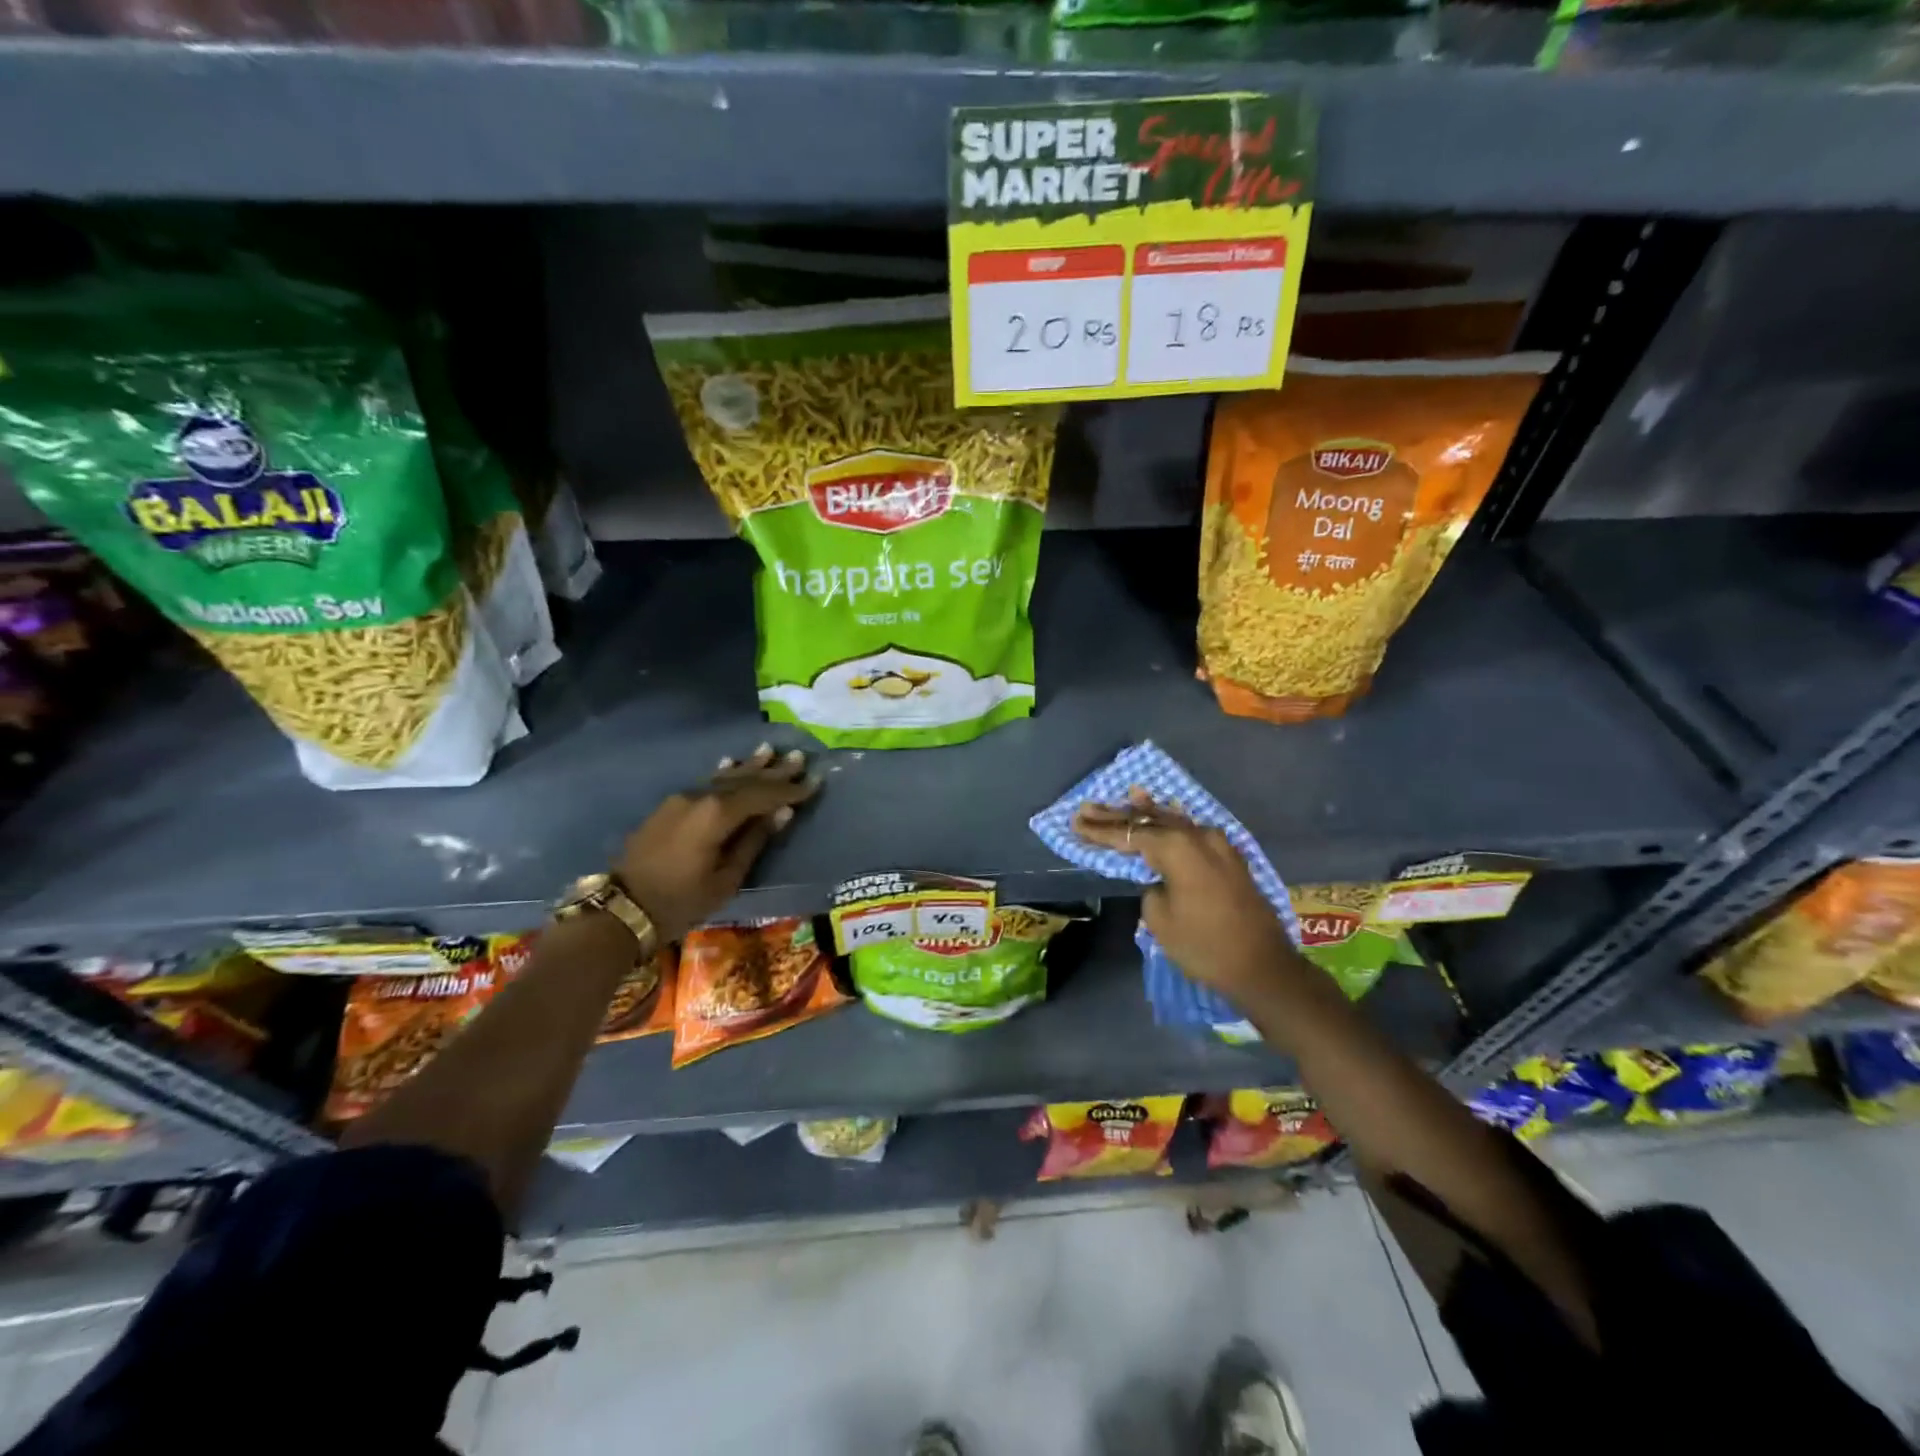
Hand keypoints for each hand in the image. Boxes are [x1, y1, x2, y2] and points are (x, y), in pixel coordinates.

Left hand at [613, 744, 817, 941]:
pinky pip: (705, 784)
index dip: (790, 790)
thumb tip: (781, 814)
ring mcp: (682, 800)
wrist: (621, 909)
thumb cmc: (680, 901)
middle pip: (744, 781)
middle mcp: (700, 798)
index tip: (814, 781)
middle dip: (774, 771)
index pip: (763, 796)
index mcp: (717, 815)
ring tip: (770, 750)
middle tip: (799, 756)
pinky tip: (730, 763)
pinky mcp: (669, 808)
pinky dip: (723, 775)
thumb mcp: (726, 879)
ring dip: (749, 766)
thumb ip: (754, 841)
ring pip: (723, 779)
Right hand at [1073, 787, 1294, 1001]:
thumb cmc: (1204, 945)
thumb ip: (1150, 886)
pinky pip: (1191, 831)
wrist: (1263, 966)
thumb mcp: (1160, 918)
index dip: (1100, 830)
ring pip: (1172, 821)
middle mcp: (1198, 836)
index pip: (1129, 833)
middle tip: (1087, 807)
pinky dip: (1171, 824)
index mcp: (1177, 847)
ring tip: (1122, 798)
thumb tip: (1157, 877)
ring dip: (1145, 814)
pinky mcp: (1229, 857)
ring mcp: (1218, 844)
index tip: (1075, 821)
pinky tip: (1162, 813)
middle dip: (1117, 816)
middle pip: (1149, 820)